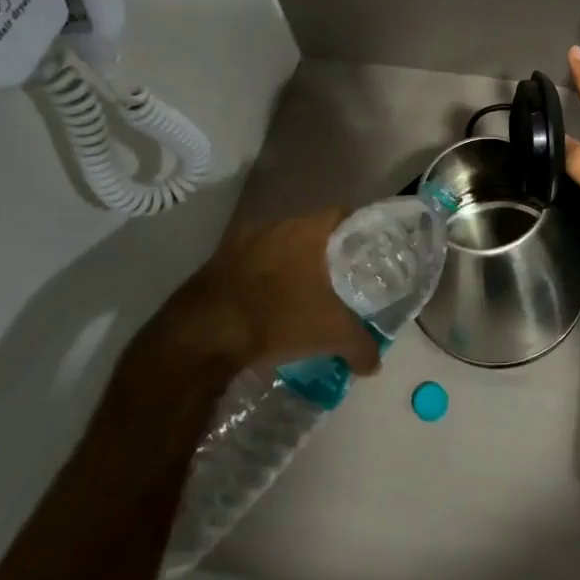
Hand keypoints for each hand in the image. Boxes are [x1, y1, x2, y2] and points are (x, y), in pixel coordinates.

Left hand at [131, 211, 381, 392]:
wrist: (203, 335)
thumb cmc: (278, 319)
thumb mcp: (330, 335)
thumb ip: (361, 345)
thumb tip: (376, 363)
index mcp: (308, 230)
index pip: (343, 215)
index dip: (357, 231)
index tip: (365, 253)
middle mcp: (277, 225)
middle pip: (310, 231)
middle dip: (323, 252)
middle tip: (337, 278)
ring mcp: (242, 241)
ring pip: (278, 246)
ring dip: (290, 264)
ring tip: (301, 293)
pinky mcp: (216, 261)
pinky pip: (250, 263)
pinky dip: (262, 278)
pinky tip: (267, 304)